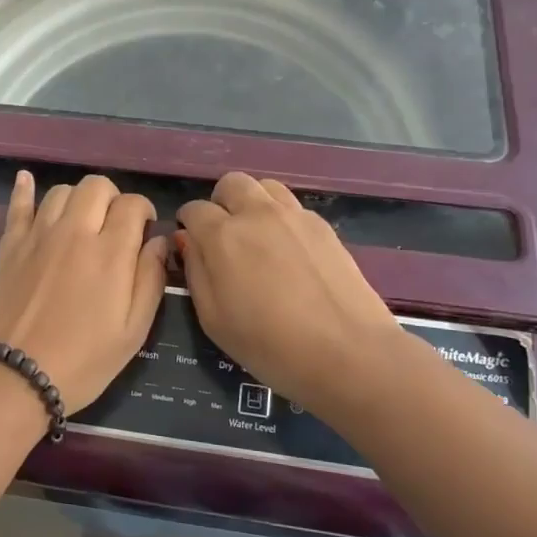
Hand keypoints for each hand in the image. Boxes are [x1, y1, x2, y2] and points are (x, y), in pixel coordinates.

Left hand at [0, 171, 168, 409]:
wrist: (12, 376)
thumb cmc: (82, 361)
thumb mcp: (133, 331)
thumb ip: (150, 279)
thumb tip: (158, 240)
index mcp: (110, 252)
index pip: (132, 204)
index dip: (143, 212)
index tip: (143, 233)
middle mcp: (74, 231)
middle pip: (97, 186)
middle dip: (113, 199)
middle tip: (115, 228)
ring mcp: (38, 235)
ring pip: (62, 191)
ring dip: (79, 200)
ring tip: (82, 223)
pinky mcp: (10, 245)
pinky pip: (18, 205)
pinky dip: (24, 190)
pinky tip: (26, 179)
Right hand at [176, 172, 405, 413]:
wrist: (348, 353)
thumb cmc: (270, 346)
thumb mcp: (213, 320)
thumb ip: (195, 272)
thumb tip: (188, 241)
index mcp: (222, 236)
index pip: (194, 210)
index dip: (188, 226)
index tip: (194, 248)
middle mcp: (256, 213)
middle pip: (230, 184)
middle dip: (220, 204)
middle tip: (224, 238)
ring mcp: (294, 215)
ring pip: (264, 186)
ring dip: (252, 203)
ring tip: (257, 237)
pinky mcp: (323, 226)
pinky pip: (292, 205)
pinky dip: (281, 217)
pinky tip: (288, 250)